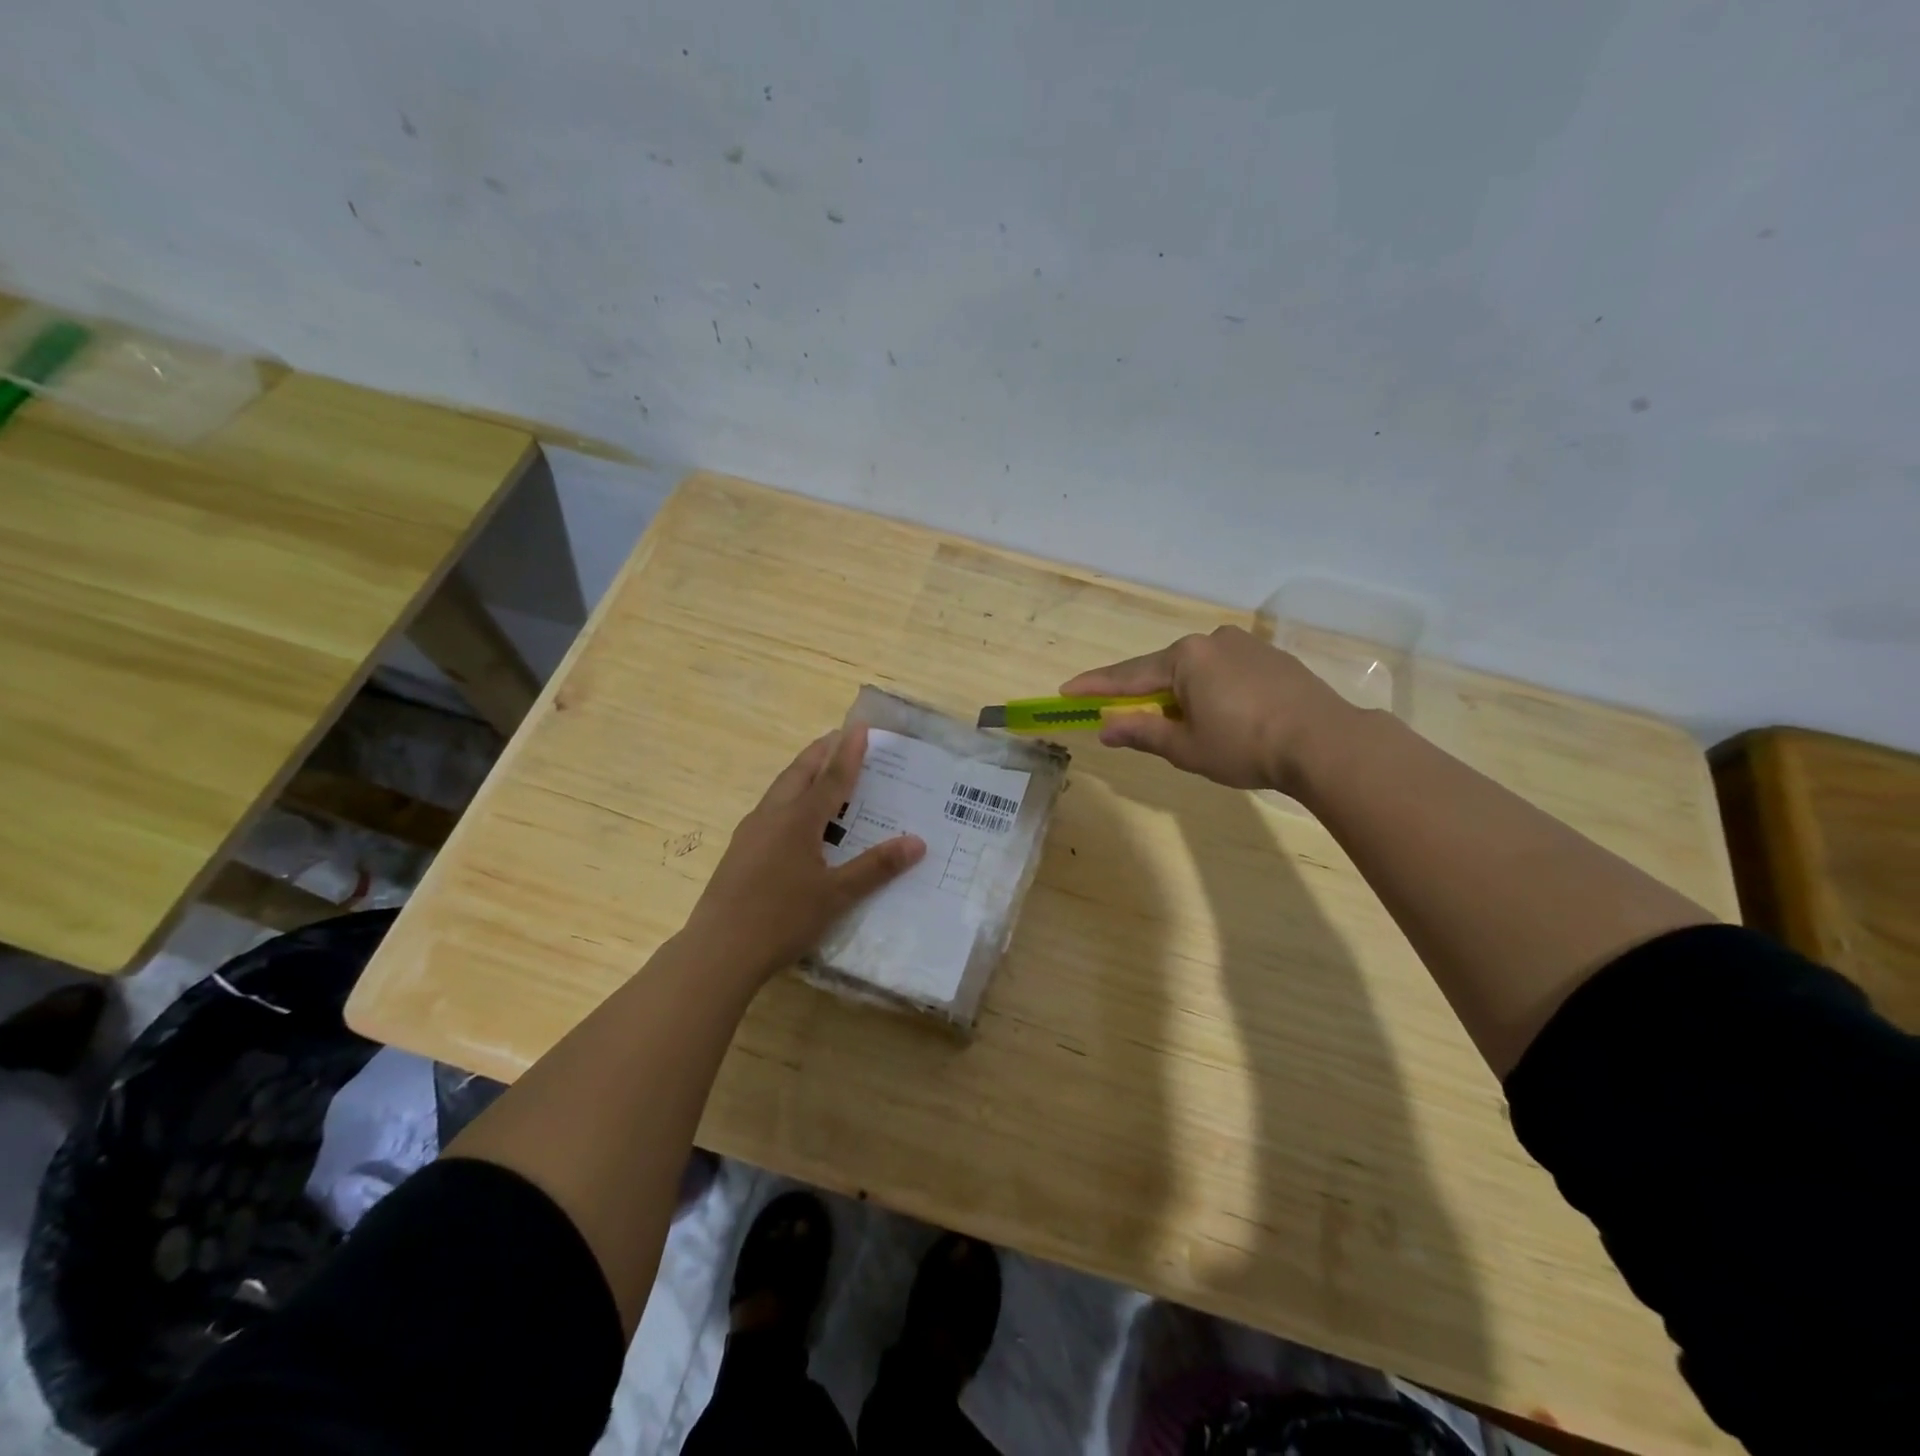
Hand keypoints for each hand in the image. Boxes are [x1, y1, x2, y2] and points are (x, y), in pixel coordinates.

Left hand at [682, 726, 925, 983]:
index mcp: (798, 820)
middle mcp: (772, 816)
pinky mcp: (739, 851)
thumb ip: (876, 867)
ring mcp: (750, 833)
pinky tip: (795, 818)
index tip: (859, 727)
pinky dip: (790, 798)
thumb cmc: (782, 919)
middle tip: (839, 737)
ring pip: (780, 790)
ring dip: (802, 773)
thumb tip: (917, 842)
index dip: (848, 752)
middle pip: (799, 773)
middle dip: (820, 752)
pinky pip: (771, 810)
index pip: (831, 777)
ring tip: (820, 770)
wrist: (718, 951)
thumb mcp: (836, 895)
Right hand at [1060, 626, 1352, 791]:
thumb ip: (1142, 732)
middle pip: (1164, 669)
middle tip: (1125, 717)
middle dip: (1144, 694)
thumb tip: (1106, 726)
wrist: (1325, 742)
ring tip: (1184, 726)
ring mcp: (1246, 645)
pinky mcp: (1273, 658)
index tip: (1067, 691)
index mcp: (1185, 658)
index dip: (1096, 687)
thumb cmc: (1244, 746)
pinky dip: (1213, 691)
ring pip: (1198, 671)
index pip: (1129, 676)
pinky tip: (1223, 715)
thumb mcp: (1185, 747)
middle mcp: (1212, 641)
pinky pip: (1226, 672)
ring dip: (1182, 694)